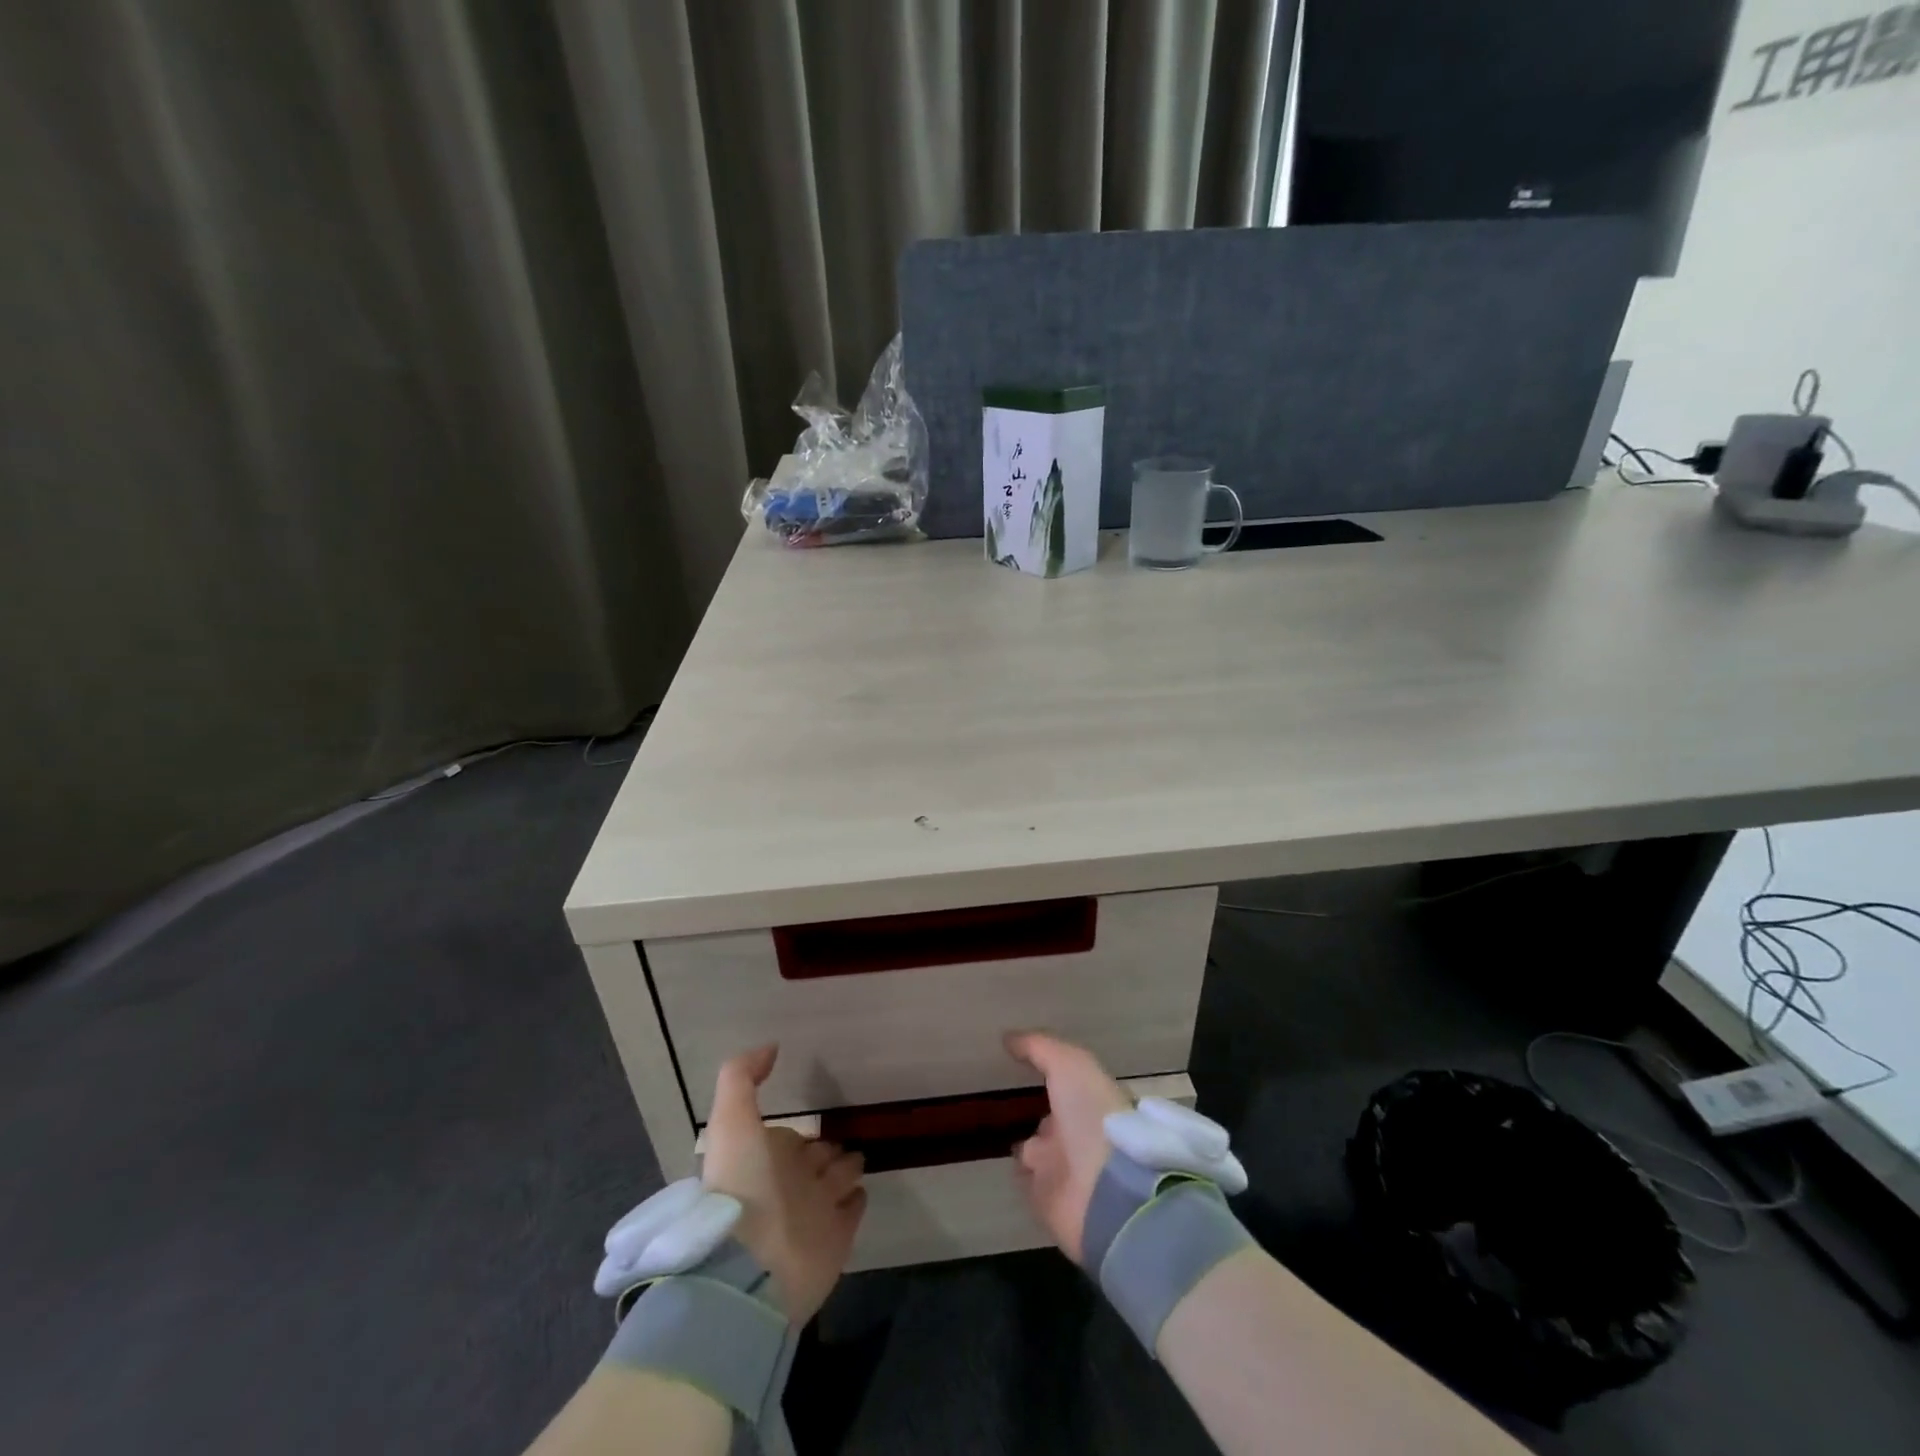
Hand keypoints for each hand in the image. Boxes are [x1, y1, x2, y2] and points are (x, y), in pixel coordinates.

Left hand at [699, 1045, 865, 1324]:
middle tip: (842, 1142)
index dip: (797, 1133)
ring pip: (836, 1181)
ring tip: (858, 1158)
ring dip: (845, 1168)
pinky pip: (851, 1211)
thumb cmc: (741, 1186)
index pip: (788, 1140)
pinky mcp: (837, 1239)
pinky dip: (856, 1200)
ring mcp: (814, 1213)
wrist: (752, 1267)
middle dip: (825, 1149)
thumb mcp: (732, 1120)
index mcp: (764, 1160)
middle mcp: (789, 1185)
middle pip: (815, 1159)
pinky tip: (862, 1189)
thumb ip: (742, 1078)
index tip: (812, 1124)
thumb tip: (770, 1047)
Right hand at [1006, 1031, 1132, 1264]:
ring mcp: (1064, 1168)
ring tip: (994, 1129)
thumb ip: (1039, 1048)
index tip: (1023, 1063)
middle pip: (1053, 1117)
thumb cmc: (1092, 1116)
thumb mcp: (1069, 1065)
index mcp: (1091, 1101)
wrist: (1104, 1193)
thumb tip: (1008, 1038)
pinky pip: (1026, 1181)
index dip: (1052, 1073)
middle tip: (1005, 1097)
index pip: (1069, 1084)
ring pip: (1037, 1150)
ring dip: (1025, 1143)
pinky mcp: (1047, 1201)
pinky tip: (998, 1161)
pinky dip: (1016, 1173)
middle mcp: (1079, 1132)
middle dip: (1037, 1109)